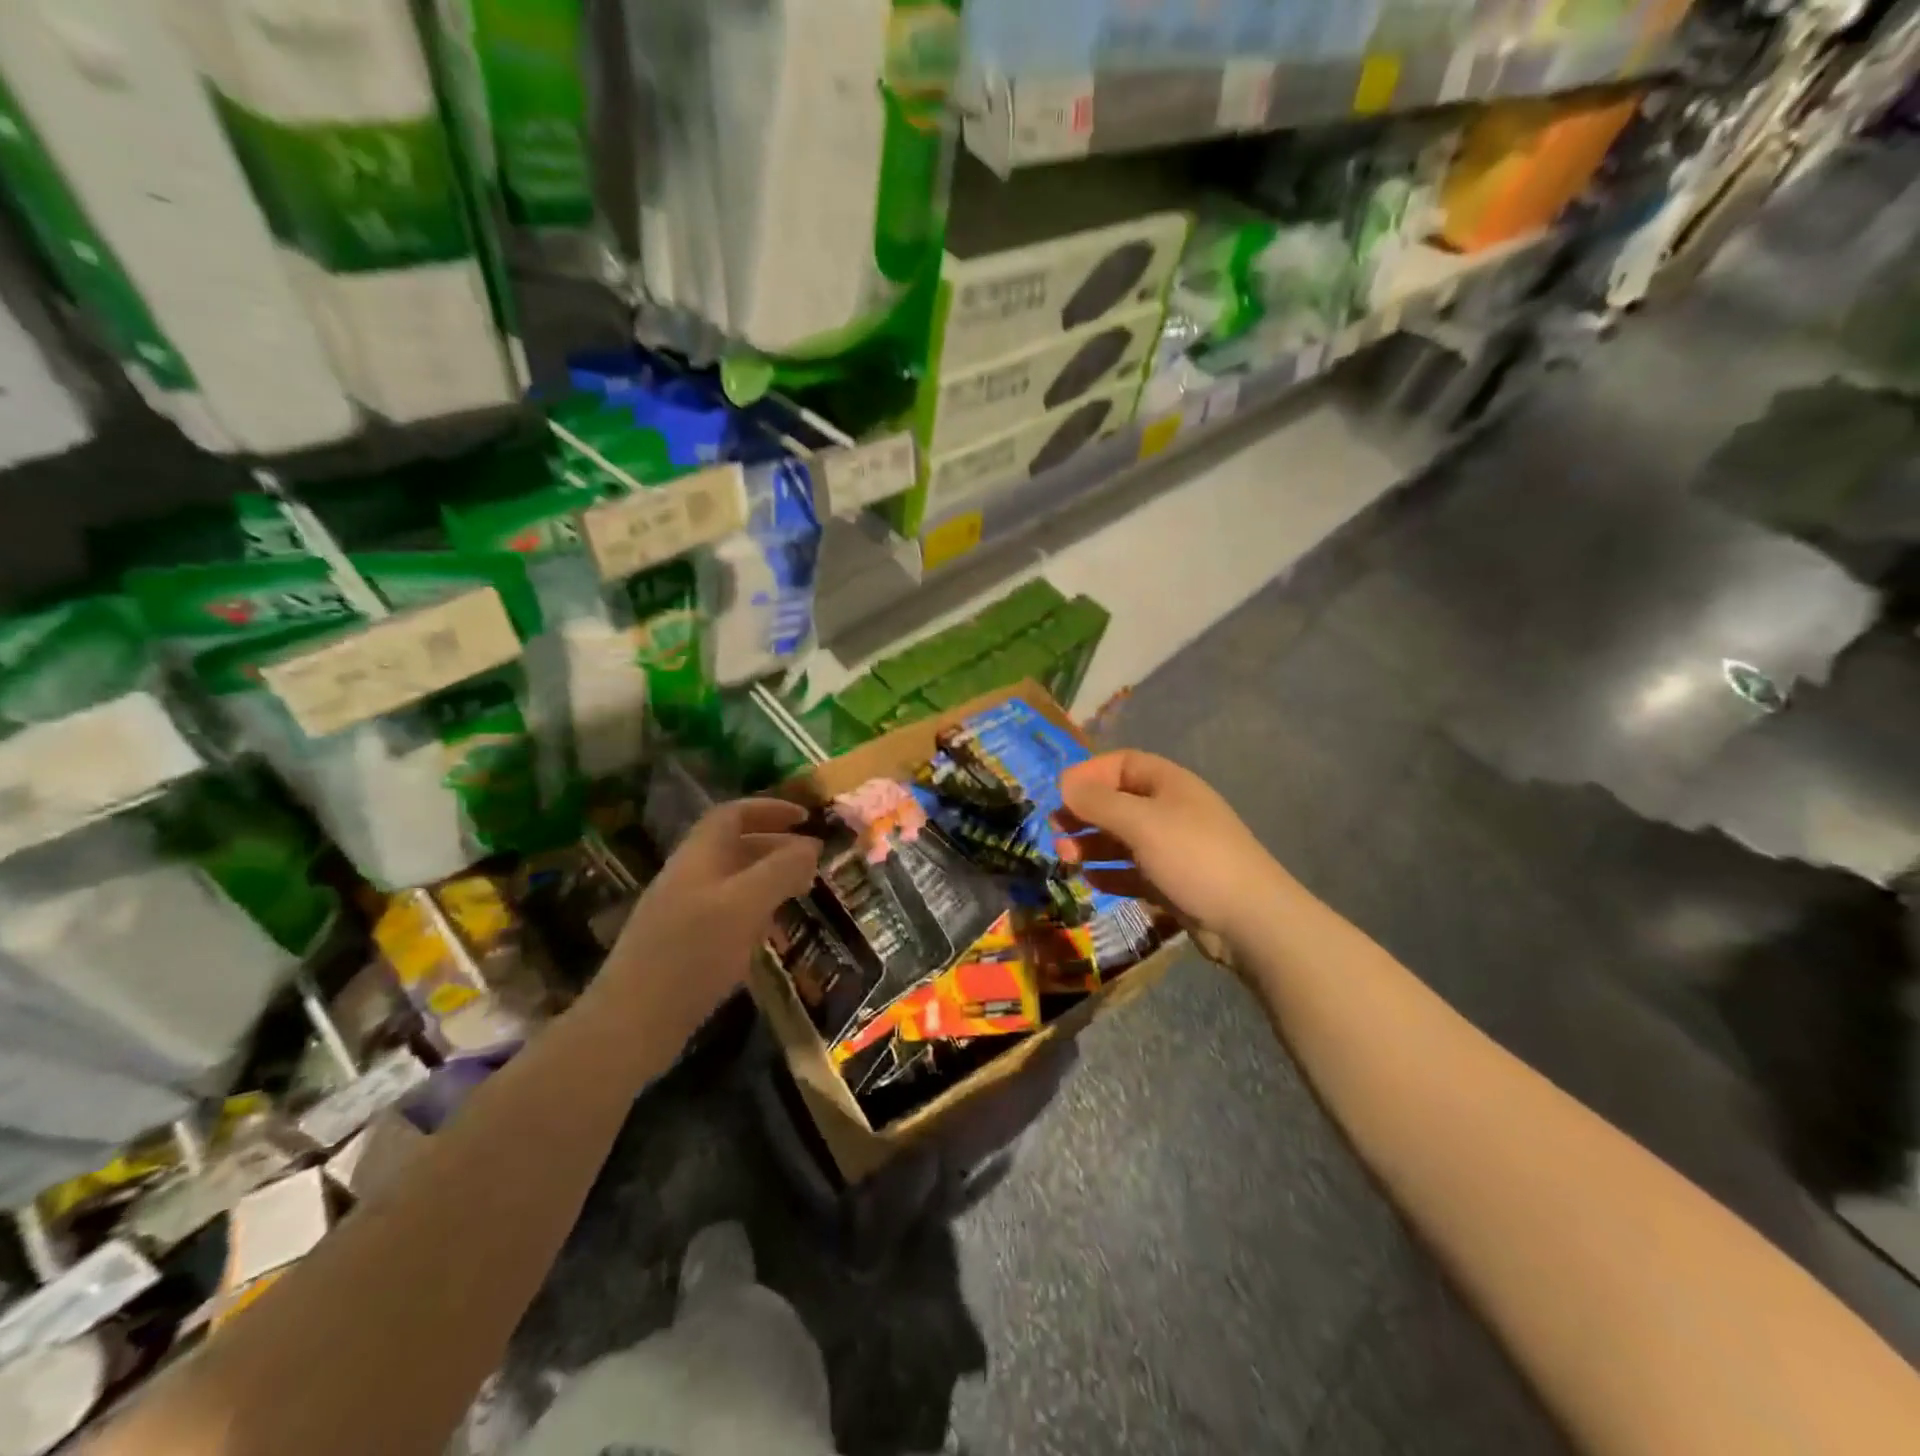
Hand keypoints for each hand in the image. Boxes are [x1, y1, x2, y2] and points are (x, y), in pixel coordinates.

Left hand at [594, 798, 821, 1040]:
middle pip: (734, 846)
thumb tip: (812, 845)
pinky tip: (771, 935)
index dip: (769, 809)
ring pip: (732, 882)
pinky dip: (755, 912)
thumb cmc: (692, 954)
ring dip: (768, 880)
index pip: (733, 814)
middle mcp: (688, 877)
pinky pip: (726, 914)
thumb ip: (781, 870)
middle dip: (777, 846)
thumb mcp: (745, 905)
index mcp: (698, 857)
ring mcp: (682, 913)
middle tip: (814, 861)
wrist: (632, 1024)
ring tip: (802, 893)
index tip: (806, 818)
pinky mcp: (683, 947)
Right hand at [1055, 750, 1285, 960]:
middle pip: (1119, 802)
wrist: (1250, 920)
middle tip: (1055, 829)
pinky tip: (1090, 879)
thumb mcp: (1141, 823)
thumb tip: (1065, 784)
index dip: (1090, 773)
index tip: (1060, 792)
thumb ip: (1099, 803)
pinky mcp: (1173, 883)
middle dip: (1085, 813)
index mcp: (1169, 784)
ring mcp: (1173, 848)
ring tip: (1065, 856)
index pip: (1123, 764)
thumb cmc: (1193, 857)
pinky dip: (1111, 873)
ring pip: (1123, 839)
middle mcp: (1171, 811)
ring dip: (1092, 844)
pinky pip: (1134, 871)